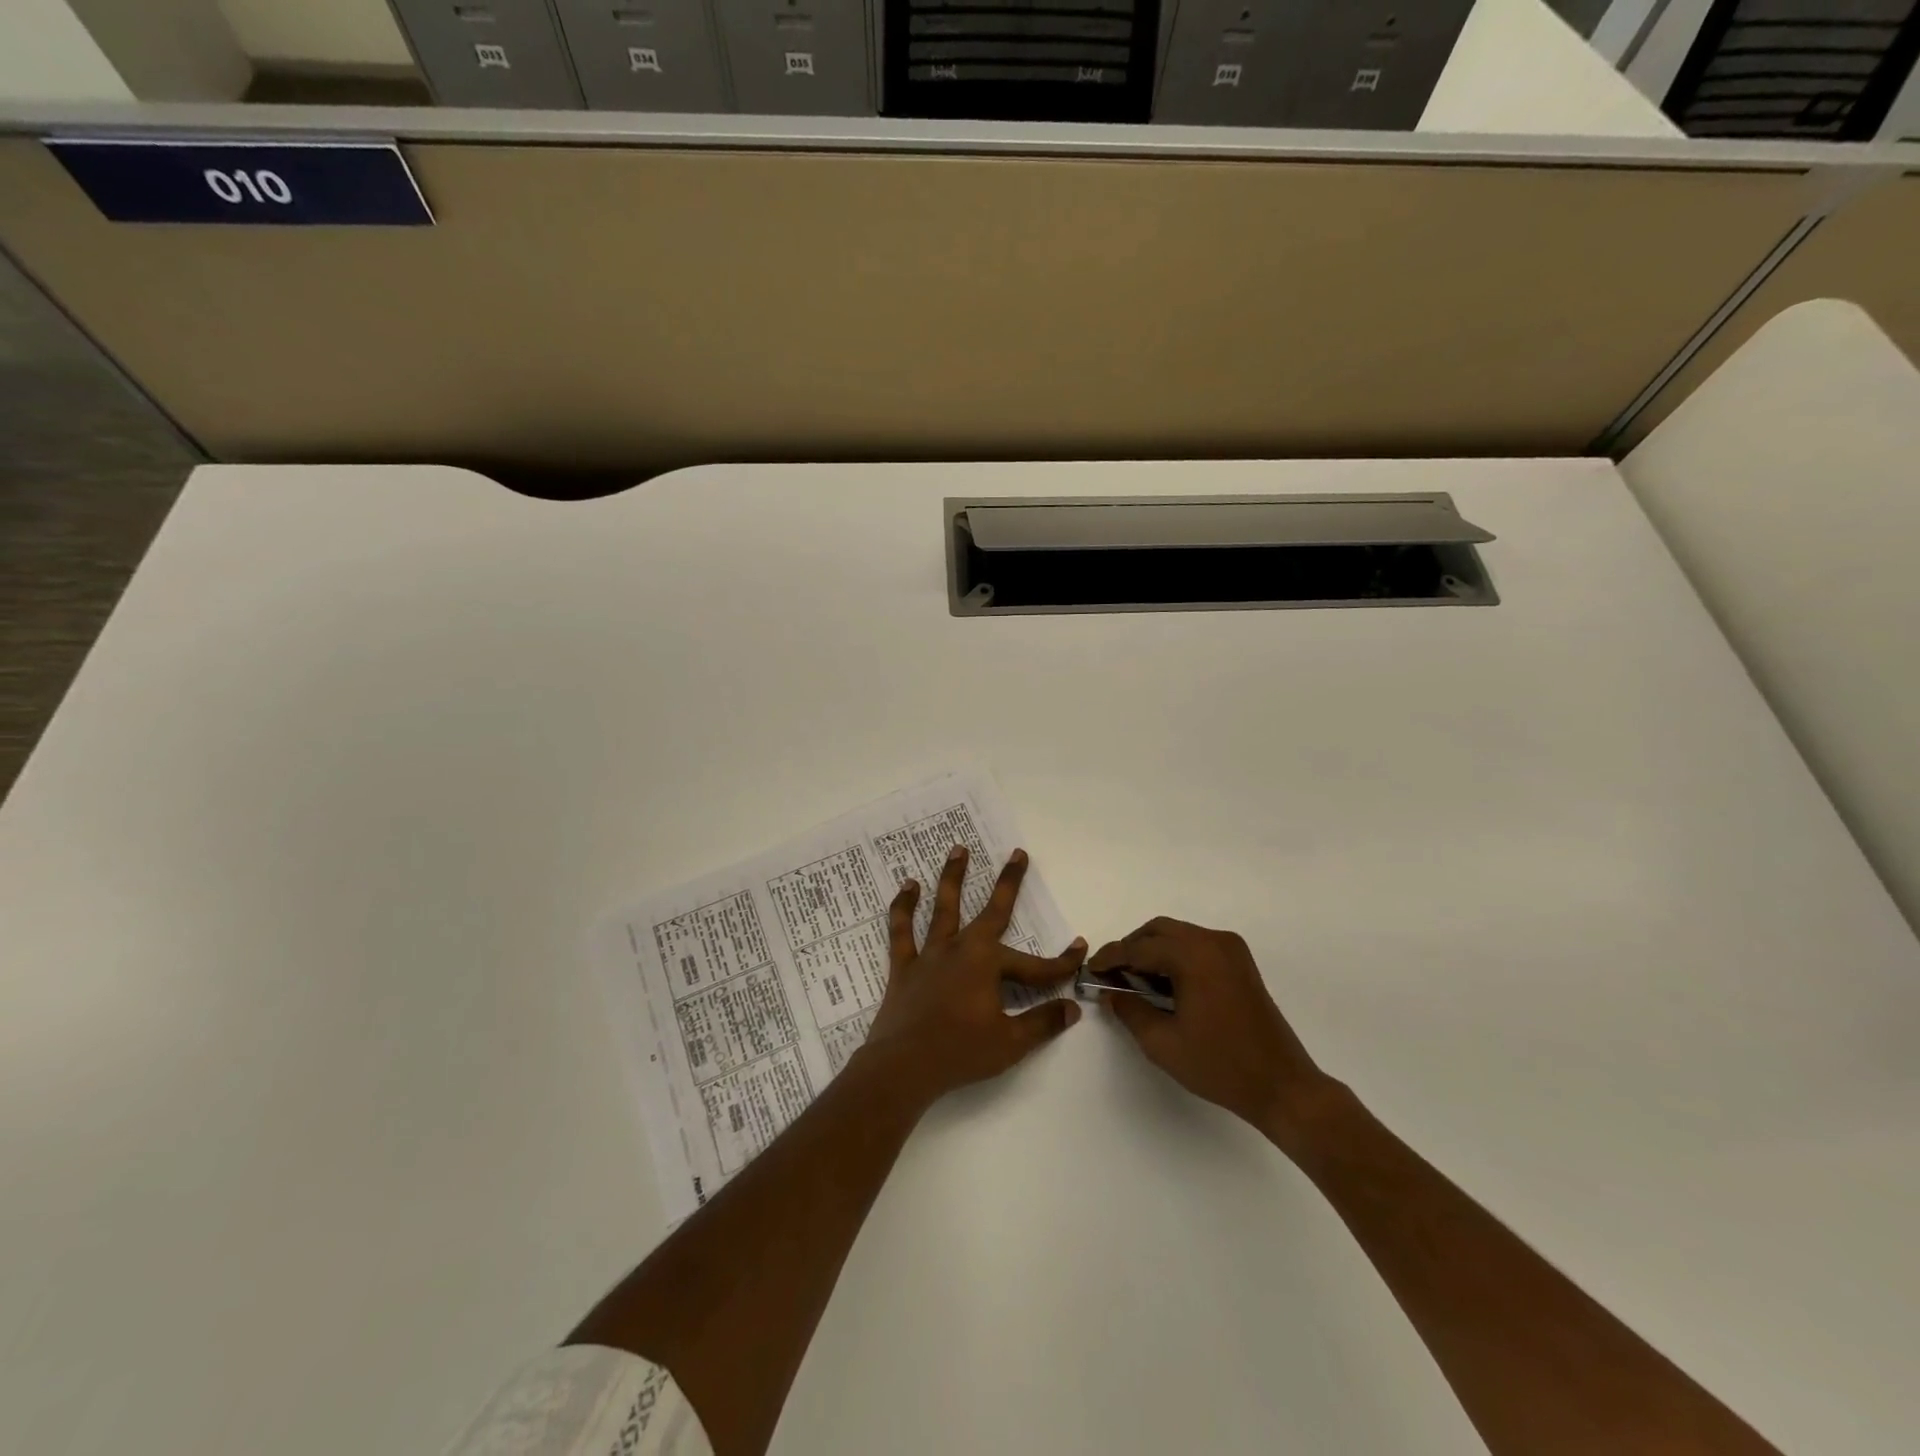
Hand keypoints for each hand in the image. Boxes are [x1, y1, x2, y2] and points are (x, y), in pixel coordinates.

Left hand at [861, 845, 1086, 1109]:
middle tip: (1017, 853)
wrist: (903, 1067)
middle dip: (1008, 883)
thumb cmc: (960, 1053)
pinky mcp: (904, 966)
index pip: (1035, 965)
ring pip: (944, 907)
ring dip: (953, 877)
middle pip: (991, 911)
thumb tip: (1073, 1008)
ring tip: (958, 849)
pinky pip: (902, 931)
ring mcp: (930, 955)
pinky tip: (907, 886)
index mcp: (987, 964)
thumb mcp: (1010, 1042)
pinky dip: (903, 908)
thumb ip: (1042, 1022)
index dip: (1061, 963)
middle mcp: (960, 948)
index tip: (1080, 950)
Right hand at [1090, 918, 1338, 1143]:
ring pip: (1178, 935)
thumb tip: (1111, 991)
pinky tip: (1164, 984)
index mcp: (1193, 955)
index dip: (1110, 958)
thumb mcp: (1162, 1043)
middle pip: (1158, 931)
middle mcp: (1213, 941)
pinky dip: (1175, 956)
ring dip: (1152, 950)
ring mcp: (1231, 949)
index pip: (1139, 948)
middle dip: (1131, 948)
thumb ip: (1130, 1010)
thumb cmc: (1220, 1065)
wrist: (1282, 1086)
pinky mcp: (1241, 963)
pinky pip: (1197, 946)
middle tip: (1111, 974)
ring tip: (1134, 981)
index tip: (1090, 970)